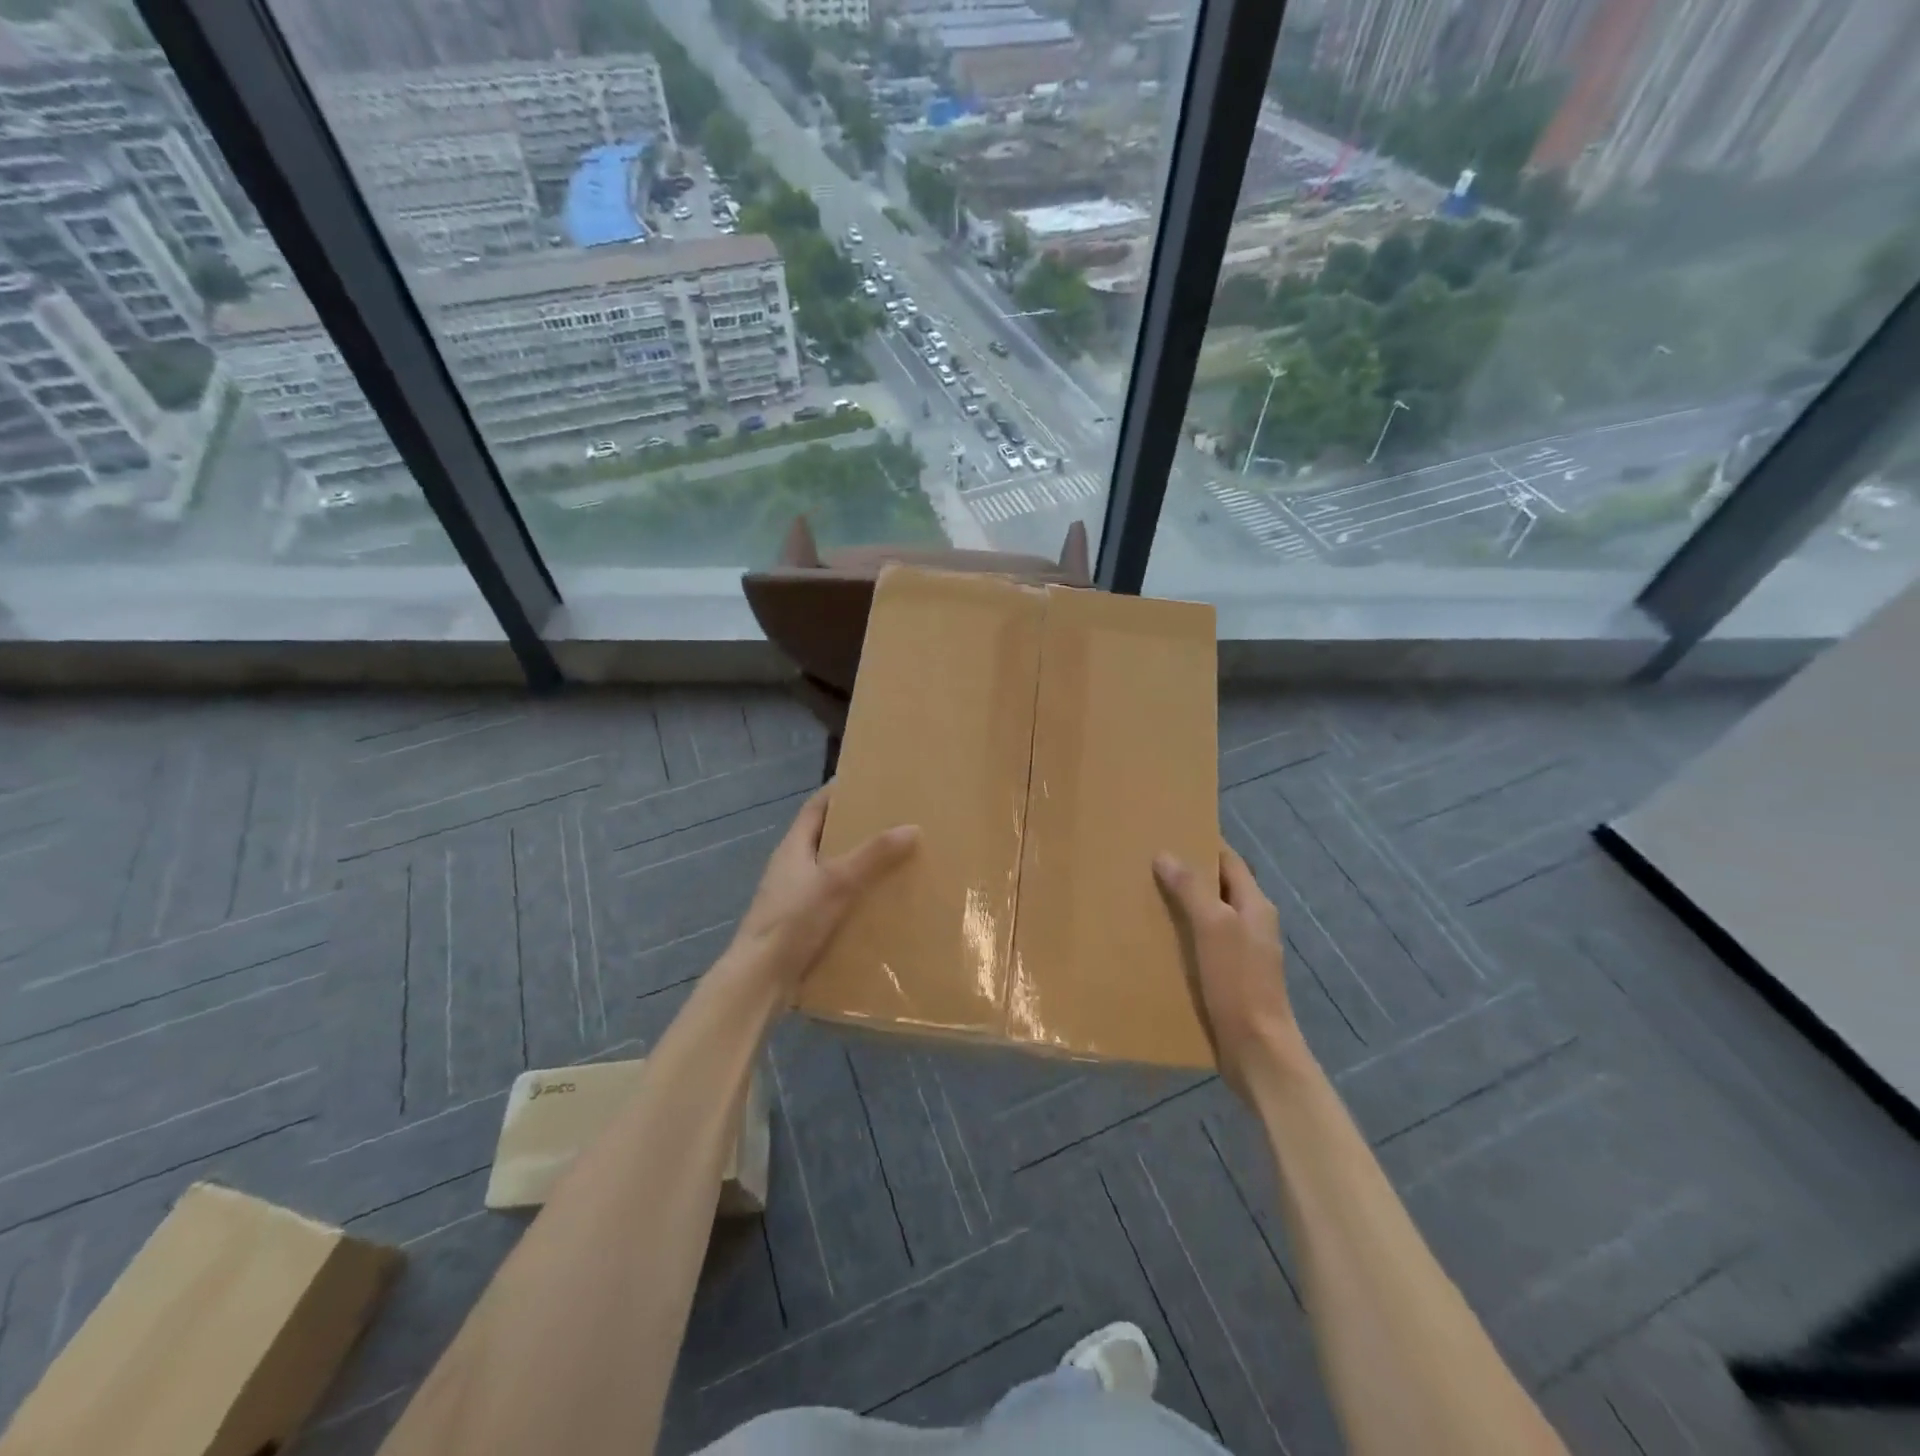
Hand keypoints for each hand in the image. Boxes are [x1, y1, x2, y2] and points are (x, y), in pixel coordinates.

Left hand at [730, 786, 918, 992]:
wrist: (760, 978)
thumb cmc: (793, 920)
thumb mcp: (838, 882)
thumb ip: (873, 855)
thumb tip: (912, 827)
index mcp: (793, 847)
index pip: (816, 807)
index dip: (838, 792)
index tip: (868, 782)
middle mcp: (792, 867)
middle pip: (825, 837)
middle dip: (856, 828)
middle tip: (892, 820)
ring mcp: (795, 897)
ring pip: (831, 870)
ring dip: (857, 864)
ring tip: (894, 859)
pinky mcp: (802, 924)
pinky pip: (833, 899)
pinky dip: (854, 895)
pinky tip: (879, 902)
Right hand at [1154, 846, 1309, 1095]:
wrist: (1257, 1051)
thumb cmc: (1238, 983)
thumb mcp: (1213, 928)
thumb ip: (1192, 889)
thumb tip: (1166, 854)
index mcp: (1255, 905)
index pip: (1229, 860)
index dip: (1203, 844)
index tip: (1169, 831)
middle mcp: (1251, 923)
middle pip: (1218, 886)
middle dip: (1187, 873)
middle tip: (1146, 863)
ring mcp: (1242, 952)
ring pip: (1209, 915)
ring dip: (1182, 904)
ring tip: (1143, 896)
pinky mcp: (1229, 977)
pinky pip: (1203, 943)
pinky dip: (1182, 934)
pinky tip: (1156, 940)